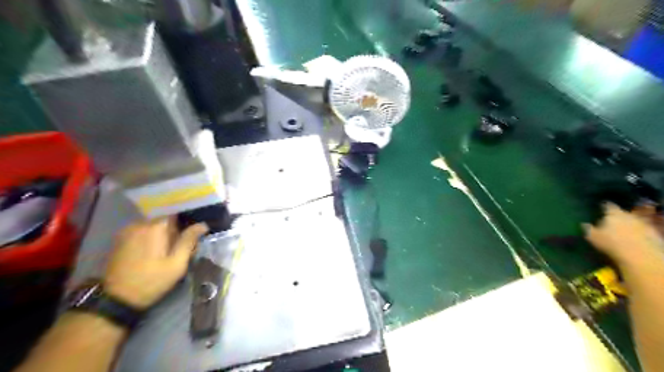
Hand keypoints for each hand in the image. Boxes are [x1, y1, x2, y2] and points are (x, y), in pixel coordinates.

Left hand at [103, 217, 205, 309]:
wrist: (117, 299)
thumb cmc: (152, 280)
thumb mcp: (177, 263)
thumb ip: (189, 241)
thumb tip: (202, 225)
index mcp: (155, 227)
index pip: (176, 214)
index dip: (185, 223)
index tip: (191, 234)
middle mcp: (139, 224)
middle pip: (164, 220)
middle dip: (174, 230)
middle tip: (180, 248)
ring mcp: (127, 231)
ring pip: (153, 226)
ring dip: (162, 235)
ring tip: (166, 252)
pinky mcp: (120, 239)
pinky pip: (141, 232)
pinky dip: (150, 238)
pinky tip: (152, 253)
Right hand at [583, 204, 660, 266]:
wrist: (641, 256)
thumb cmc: (612, 243)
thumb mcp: (593, 236)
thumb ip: (588, 228)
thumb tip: (583, 223)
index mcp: (613, 213)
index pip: (607, 205)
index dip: (603, 206)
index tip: (600, 208)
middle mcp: (629, 215)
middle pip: (623, 212)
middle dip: (618, 215)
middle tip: (611, 219)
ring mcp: (644, 224)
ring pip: (634, 221)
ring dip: (629, 224)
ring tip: (623, 229)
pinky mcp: (654, 234)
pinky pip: (644, 230)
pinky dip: (639, 232)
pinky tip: (634, 237)